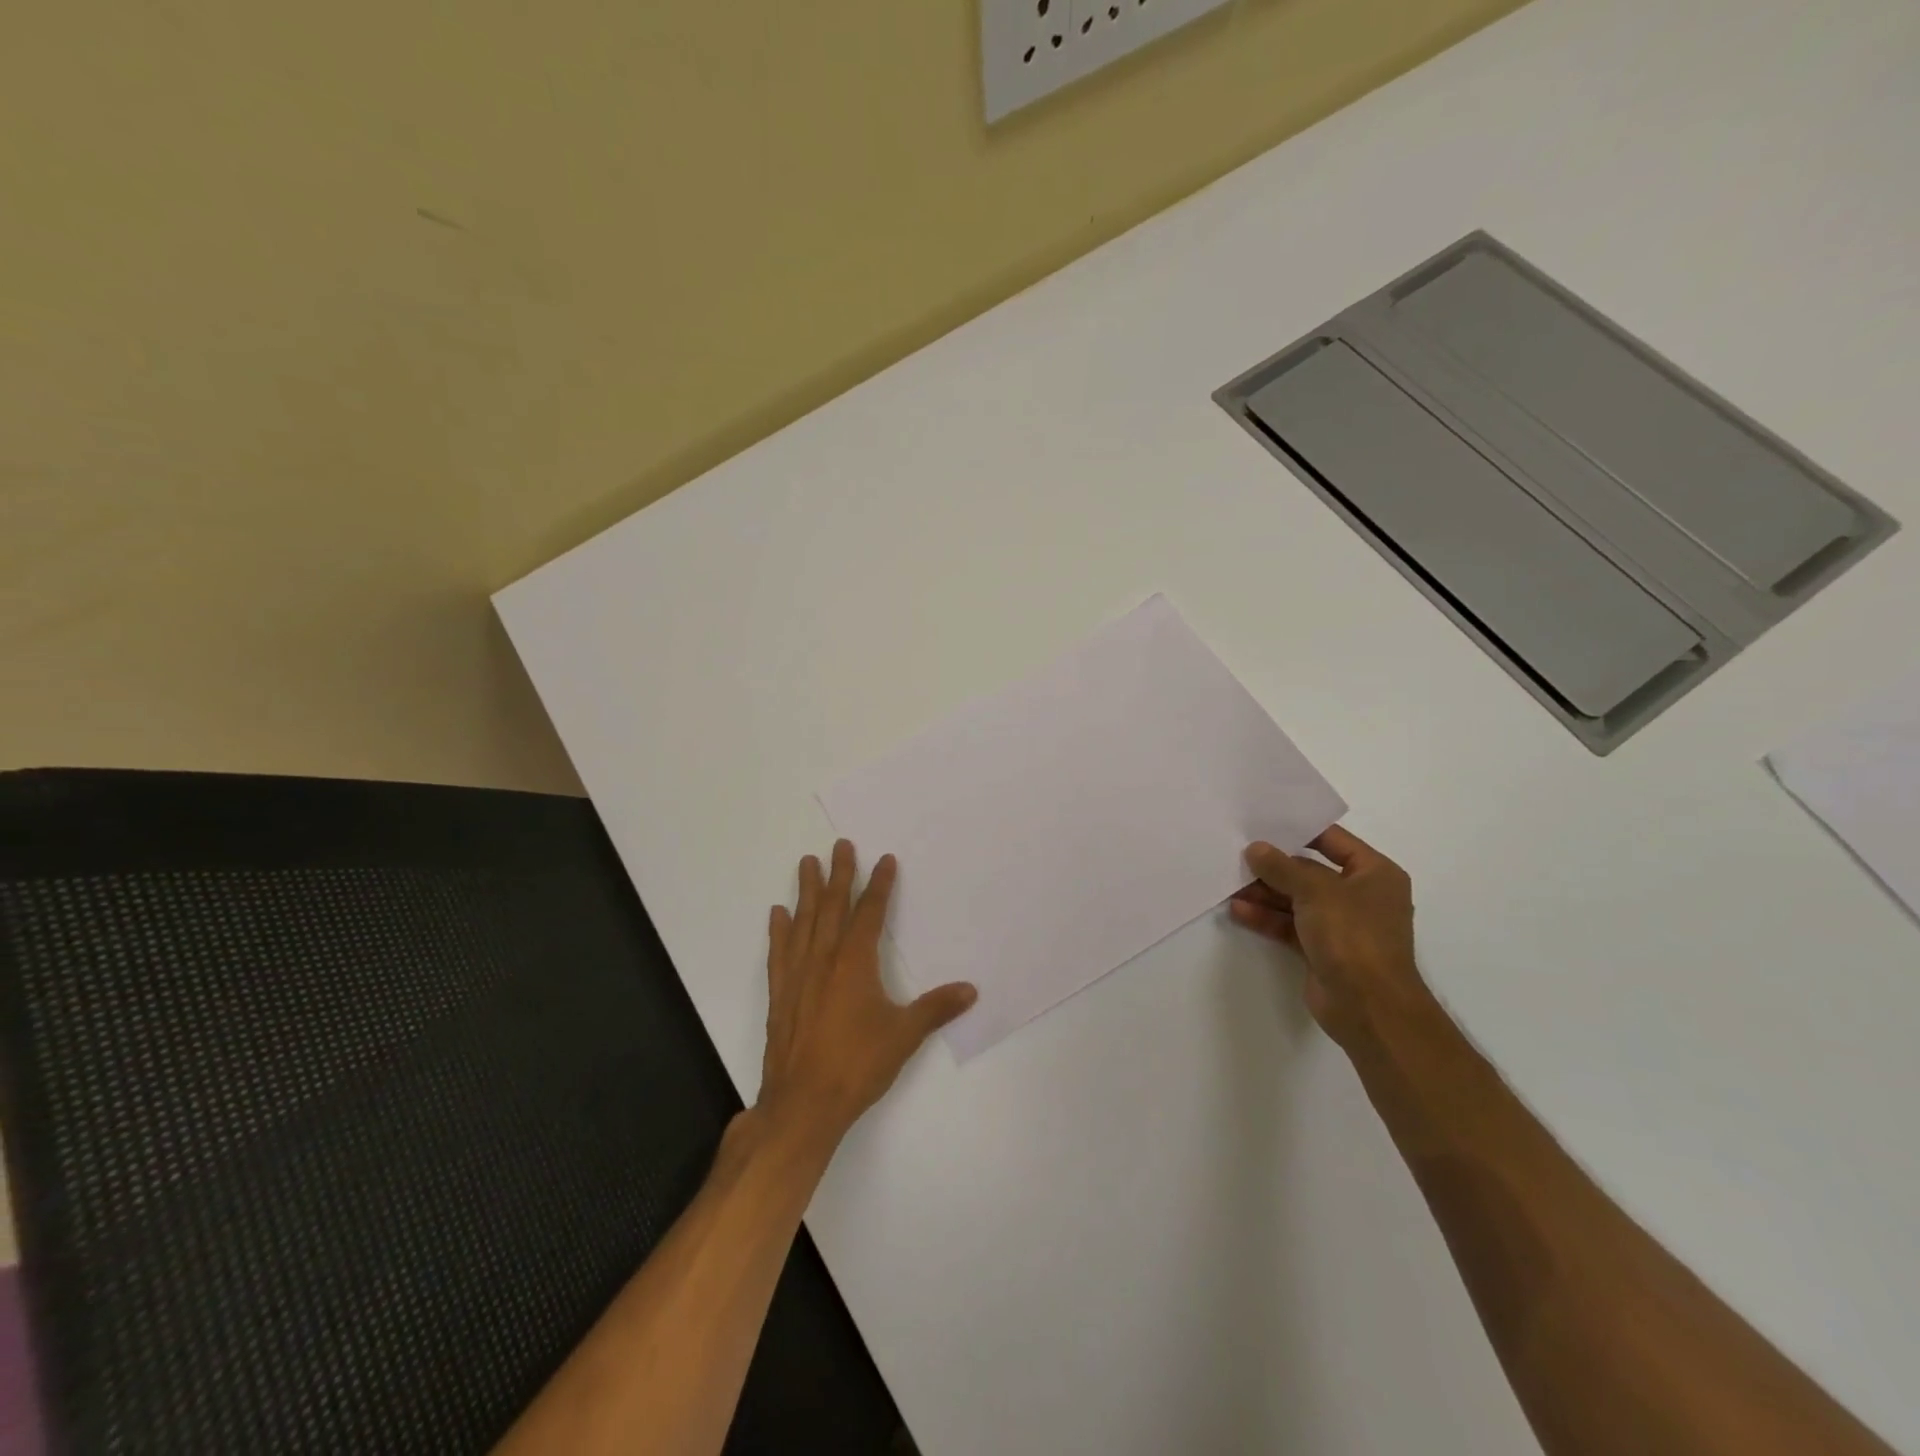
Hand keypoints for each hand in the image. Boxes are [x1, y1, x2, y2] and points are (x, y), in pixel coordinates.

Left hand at [756, 841, 976, 1155]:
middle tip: (840, 845)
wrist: (803, 1103)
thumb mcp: (904, 1035)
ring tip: (806, 863)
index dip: (879, 885)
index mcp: (855, 963)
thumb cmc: (857, 1065)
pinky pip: (779, 952)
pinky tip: (778, 914)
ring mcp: (798, 975)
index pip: (870, 913)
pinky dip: (779, 930)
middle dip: (839, 874)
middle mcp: (824, 959)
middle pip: (832, 907)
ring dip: (807, 891)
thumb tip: (971, 990)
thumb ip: (936, 1009)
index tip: (884, 860)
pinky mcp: (780, 994)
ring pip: (803, 922)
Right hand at [1230, 825, 1428, 1047]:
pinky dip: (1267, 918)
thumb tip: (1255, 849)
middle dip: (1275, 866)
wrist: (1369, 1007)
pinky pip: (1290, 925)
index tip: (1263, 823)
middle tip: (1237, 854)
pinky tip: (1239, 910)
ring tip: (1230, 883)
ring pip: (1296, 900)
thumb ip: (1282, 867)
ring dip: (1265, 893)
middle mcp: (1360, 896)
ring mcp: (1341, 925)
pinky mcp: (1323, 950)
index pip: (1333, 840)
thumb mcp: (1315, 891)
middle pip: (1310, 871)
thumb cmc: (1353, 936)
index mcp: (1374, 874)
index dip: (1299, 830)